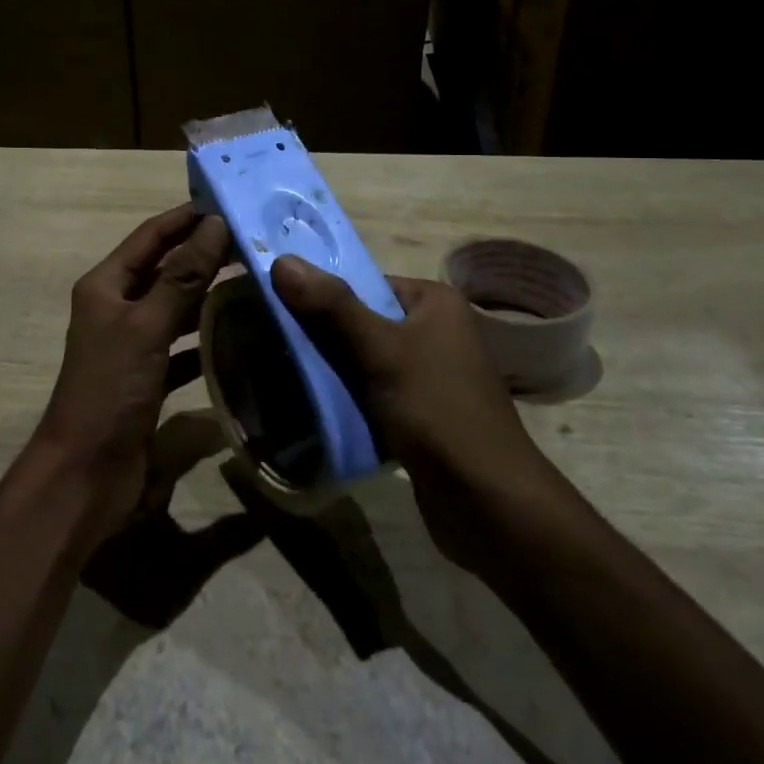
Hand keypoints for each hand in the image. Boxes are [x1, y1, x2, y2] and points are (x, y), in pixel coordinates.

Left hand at [32, 204, 231, 553]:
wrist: (85, 476)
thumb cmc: (110, 390)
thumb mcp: (146, 326)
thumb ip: (182, 276)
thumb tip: (215, 224)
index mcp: (106, 286)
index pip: (151, 236)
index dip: (186, 217)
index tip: (229, 202)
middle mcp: (118, 308)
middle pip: (166, 269)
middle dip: (205, 254)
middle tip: (255, 242)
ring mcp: (133, 344)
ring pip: (176, 306)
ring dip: (209, 294)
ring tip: (255, 280)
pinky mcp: (148, 377)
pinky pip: (182, 346)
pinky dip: (206, 339)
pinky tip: (240, 336)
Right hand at [270, 257, 548, 566]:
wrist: (489, 502)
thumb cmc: (437, 410)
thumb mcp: (381, 351)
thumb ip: (332, 306)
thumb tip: (281, 260)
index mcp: (434, 302)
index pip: (365, 284)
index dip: (322, 295)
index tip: (277, 308)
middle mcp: (435, 331)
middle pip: (362, 322)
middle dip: (321, 336)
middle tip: (273, 345)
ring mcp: (429, 375)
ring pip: (364, 361)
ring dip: (330, 371)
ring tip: (283, 375)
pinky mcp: (420, 414)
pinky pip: (373, 394)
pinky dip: (347, 400)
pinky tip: (314, 408)